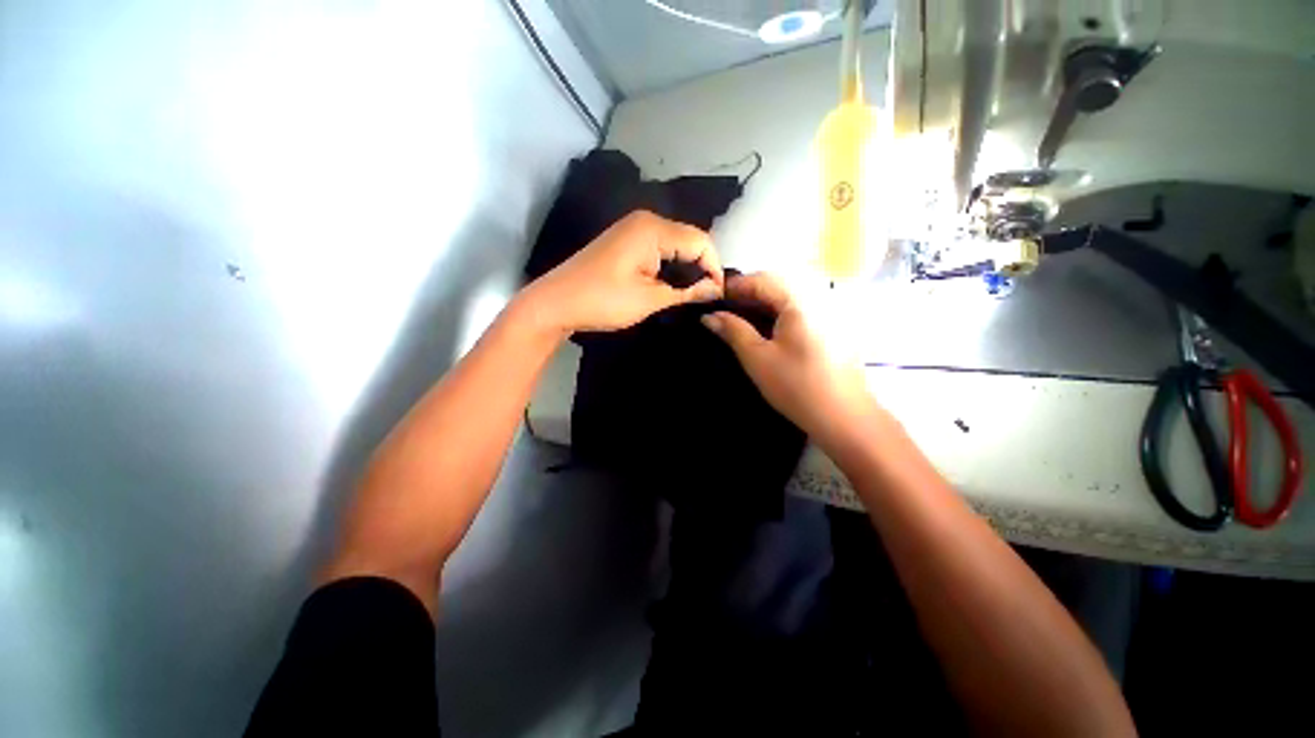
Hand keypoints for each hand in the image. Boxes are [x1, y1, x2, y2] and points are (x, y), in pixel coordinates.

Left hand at [523, 210, 723, 333]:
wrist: (556, 303)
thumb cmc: (603, 301)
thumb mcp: (650, 300)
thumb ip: (687, 291)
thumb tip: (715, 289)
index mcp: (653, 229)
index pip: (701, 241)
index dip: (714, 268)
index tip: (717, 295)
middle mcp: (645, 221)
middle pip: (689, 239)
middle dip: (701, 267)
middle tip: (706, 297)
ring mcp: (633, 229)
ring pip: (675, 244)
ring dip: (687, 267)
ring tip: (692, 294)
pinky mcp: (625, 241)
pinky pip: (660, 248)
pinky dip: (670, 265)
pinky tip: (672, 284)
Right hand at [701, 273, 876, 449]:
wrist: (844, 417)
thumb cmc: (796, 386)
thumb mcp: (757, 358)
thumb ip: (732, 331)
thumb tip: (709, 316)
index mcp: (799, 300)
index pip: (760, 279)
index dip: (733, 287)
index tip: (712, 300)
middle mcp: (818, 296)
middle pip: (776, 283)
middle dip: (748, 293)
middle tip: (725, 311)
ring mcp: (830, 310)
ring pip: (789, 294)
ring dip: (763, 302)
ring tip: (742, 319)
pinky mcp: (833, 325)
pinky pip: (801, 306)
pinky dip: (779, 311)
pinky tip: (768, 328)